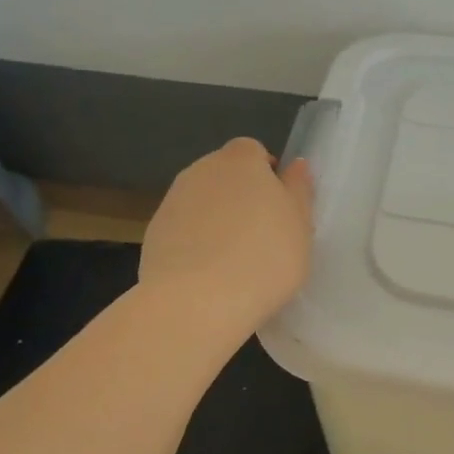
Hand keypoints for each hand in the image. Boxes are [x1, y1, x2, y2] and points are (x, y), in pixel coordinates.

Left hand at [141, 138, 313, 339]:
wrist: (197, 302)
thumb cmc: (264, 257)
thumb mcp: (300, 225)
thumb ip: (298, 190)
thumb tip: (295, 165)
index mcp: (240, 160)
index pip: (253, 151)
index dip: (267, 175)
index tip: (279, 208)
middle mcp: (201, 170)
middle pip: (225, 175)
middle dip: (241, 197)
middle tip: (262, 236)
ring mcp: (172, 201)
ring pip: (202, 203)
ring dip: (217, 221)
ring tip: (235, 261)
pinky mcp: (153, 234)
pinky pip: (183, 230)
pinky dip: (195, 244)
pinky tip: (208, 275)